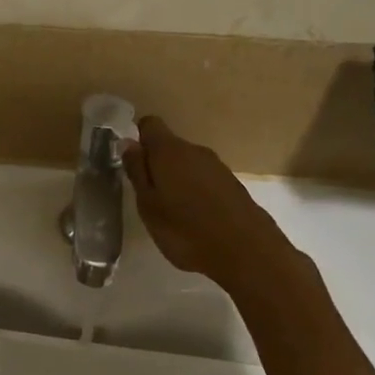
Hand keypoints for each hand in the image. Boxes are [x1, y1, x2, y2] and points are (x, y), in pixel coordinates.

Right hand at [123, 116, 294, 292]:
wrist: (245, 250)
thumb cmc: (185, 229)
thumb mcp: (148, 205)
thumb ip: (137, 171)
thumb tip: (128, 143)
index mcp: (169, 151)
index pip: (149, 125)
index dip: (137, 139)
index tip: (131, 164)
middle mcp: (195, 150)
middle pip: (169, 146)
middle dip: (155, 164)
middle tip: (146, 196)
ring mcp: (217, 166)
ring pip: (187, 163)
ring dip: (175, 179)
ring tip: (169, 210)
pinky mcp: (232, 184)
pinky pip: (203, 179)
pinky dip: (193, 191)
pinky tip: (192, 217)